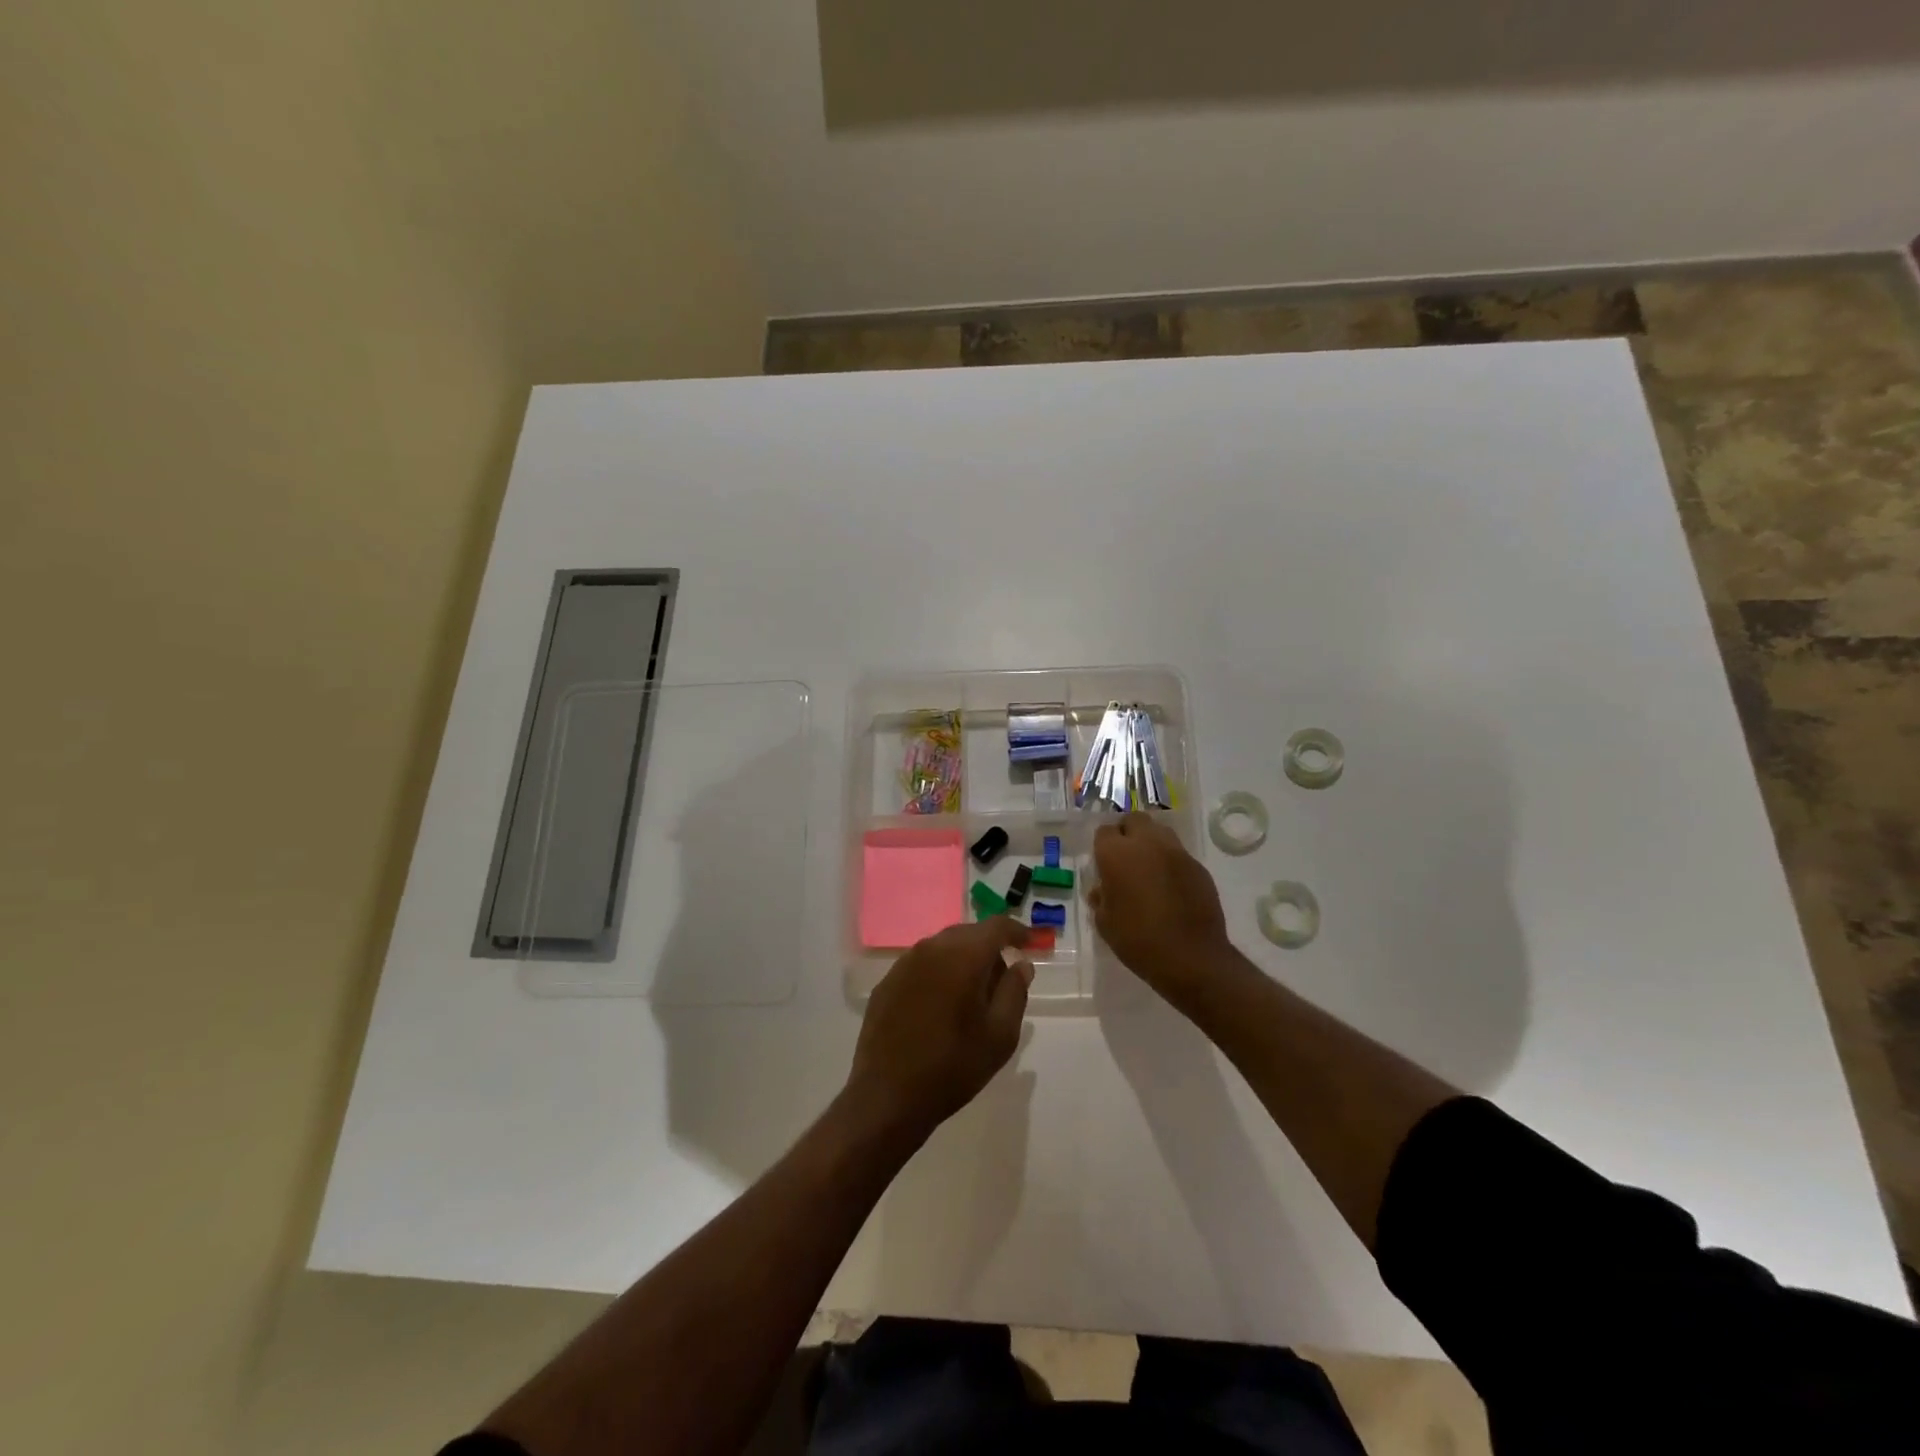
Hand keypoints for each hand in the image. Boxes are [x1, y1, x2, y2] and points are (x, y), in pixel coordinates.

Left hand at [847, 917, 1032, 1144]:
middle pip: (968, 933)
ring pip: (942, 947)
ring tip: (971, 994)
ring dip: (961, 959)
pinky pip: (921, 965)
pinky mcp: (887, 982)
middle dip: (988, 948)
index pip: (996, 926)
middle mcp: (931, 948)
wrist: (888, 1096)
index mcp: (963, 956)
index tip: (1029, 944)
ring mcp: (904, 963)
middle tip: (1002, 978)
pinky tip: (940, 1004)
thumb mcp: (1000, 1035)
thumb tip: (1021, 964)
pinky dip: (938, 973)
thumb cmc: (953, 1066)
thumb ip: (1015, 992)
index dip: (1017, 931)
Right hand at [1089, 813, 1232, 1006]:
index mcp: (1117, 854)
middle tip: (1125, 858)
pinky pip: (1178, 854)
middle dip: (1127, 833)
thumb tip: (1102, 890)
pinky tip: (1170, 887)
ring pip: (1159, 832)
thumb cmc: (1138, 940)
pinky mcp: (1198, 866)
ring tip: (1148, 869)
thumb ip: (1101, 898)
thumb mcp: (1105, 923)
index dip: (1102, 846)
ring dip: (1150, 843)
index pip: (1104, 832)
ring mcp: (1176, 852)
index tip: (1103, 864)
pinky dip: (1170, 863)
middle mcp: (1147, 843)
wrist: (1191, 958)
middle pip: (1134, 820)